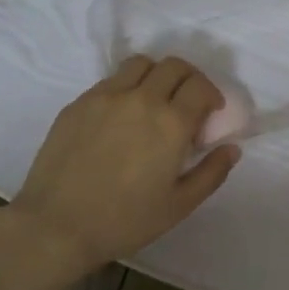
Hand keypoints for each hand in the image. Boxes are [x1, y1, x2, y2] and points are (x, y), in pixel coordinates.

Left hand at [11, 55, 240, 274]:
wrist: (57, 225)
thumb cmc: (124, 221)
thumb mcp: (178, 205)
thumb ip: (211, 173)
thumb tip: (232, 148)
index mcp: (170, 123)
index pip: (200, 86)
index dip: (211, 95)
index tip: (210, 112)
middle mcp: (141, 98)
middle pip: (173, 66)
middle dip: (189, 79)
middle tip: (187, 102)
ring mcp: (105, 96)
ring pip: (140, 64)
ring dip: (156, 75)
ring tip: (154, 100)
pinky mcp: (78, 103)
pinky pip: (110, 81)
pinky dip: (126, 87)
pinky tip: (120, 116)